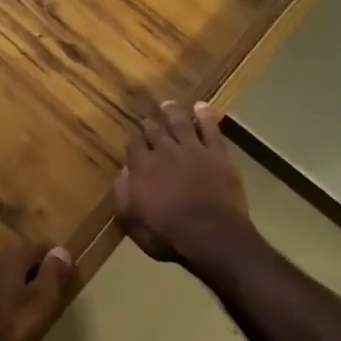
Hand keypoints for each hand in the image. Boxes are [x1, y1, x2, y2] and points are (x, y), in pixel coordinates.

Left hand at [0, 243, 77, 340]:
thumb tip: (62, 250)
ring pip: (4, 281)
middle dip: (37, 276)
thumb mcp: (39, 305)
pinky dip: (4, 307)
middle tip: (54, 299)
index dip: (57, 262)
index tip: (71, 281)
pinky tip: (10, 327)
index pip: (39, 248)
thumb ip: (53, 276)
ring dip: (19, 293)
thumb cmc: (5, 332)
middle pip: (19, 262)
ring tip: (35, 316)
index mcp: (7, 257)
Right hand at [113, 101, 255, 266]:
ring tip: (168, 104)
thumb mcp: (132, 222)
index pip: (133, 145)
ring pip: (180, 123)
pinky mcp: (217, 154)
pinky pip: (211, 129)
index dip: (133, 142)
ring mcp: (193, 150)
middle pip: (154, 131)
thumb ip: (123, 194)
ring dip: (173, 112)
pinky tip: (202, 107)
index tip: (134, 142)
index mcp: (141, 167)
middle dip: (150, 124)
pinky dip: (205, 116)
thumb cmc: (167, 235)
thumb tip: (123, 172)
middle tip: (148, 119)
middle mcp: (164, 151)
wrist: (211, 236)